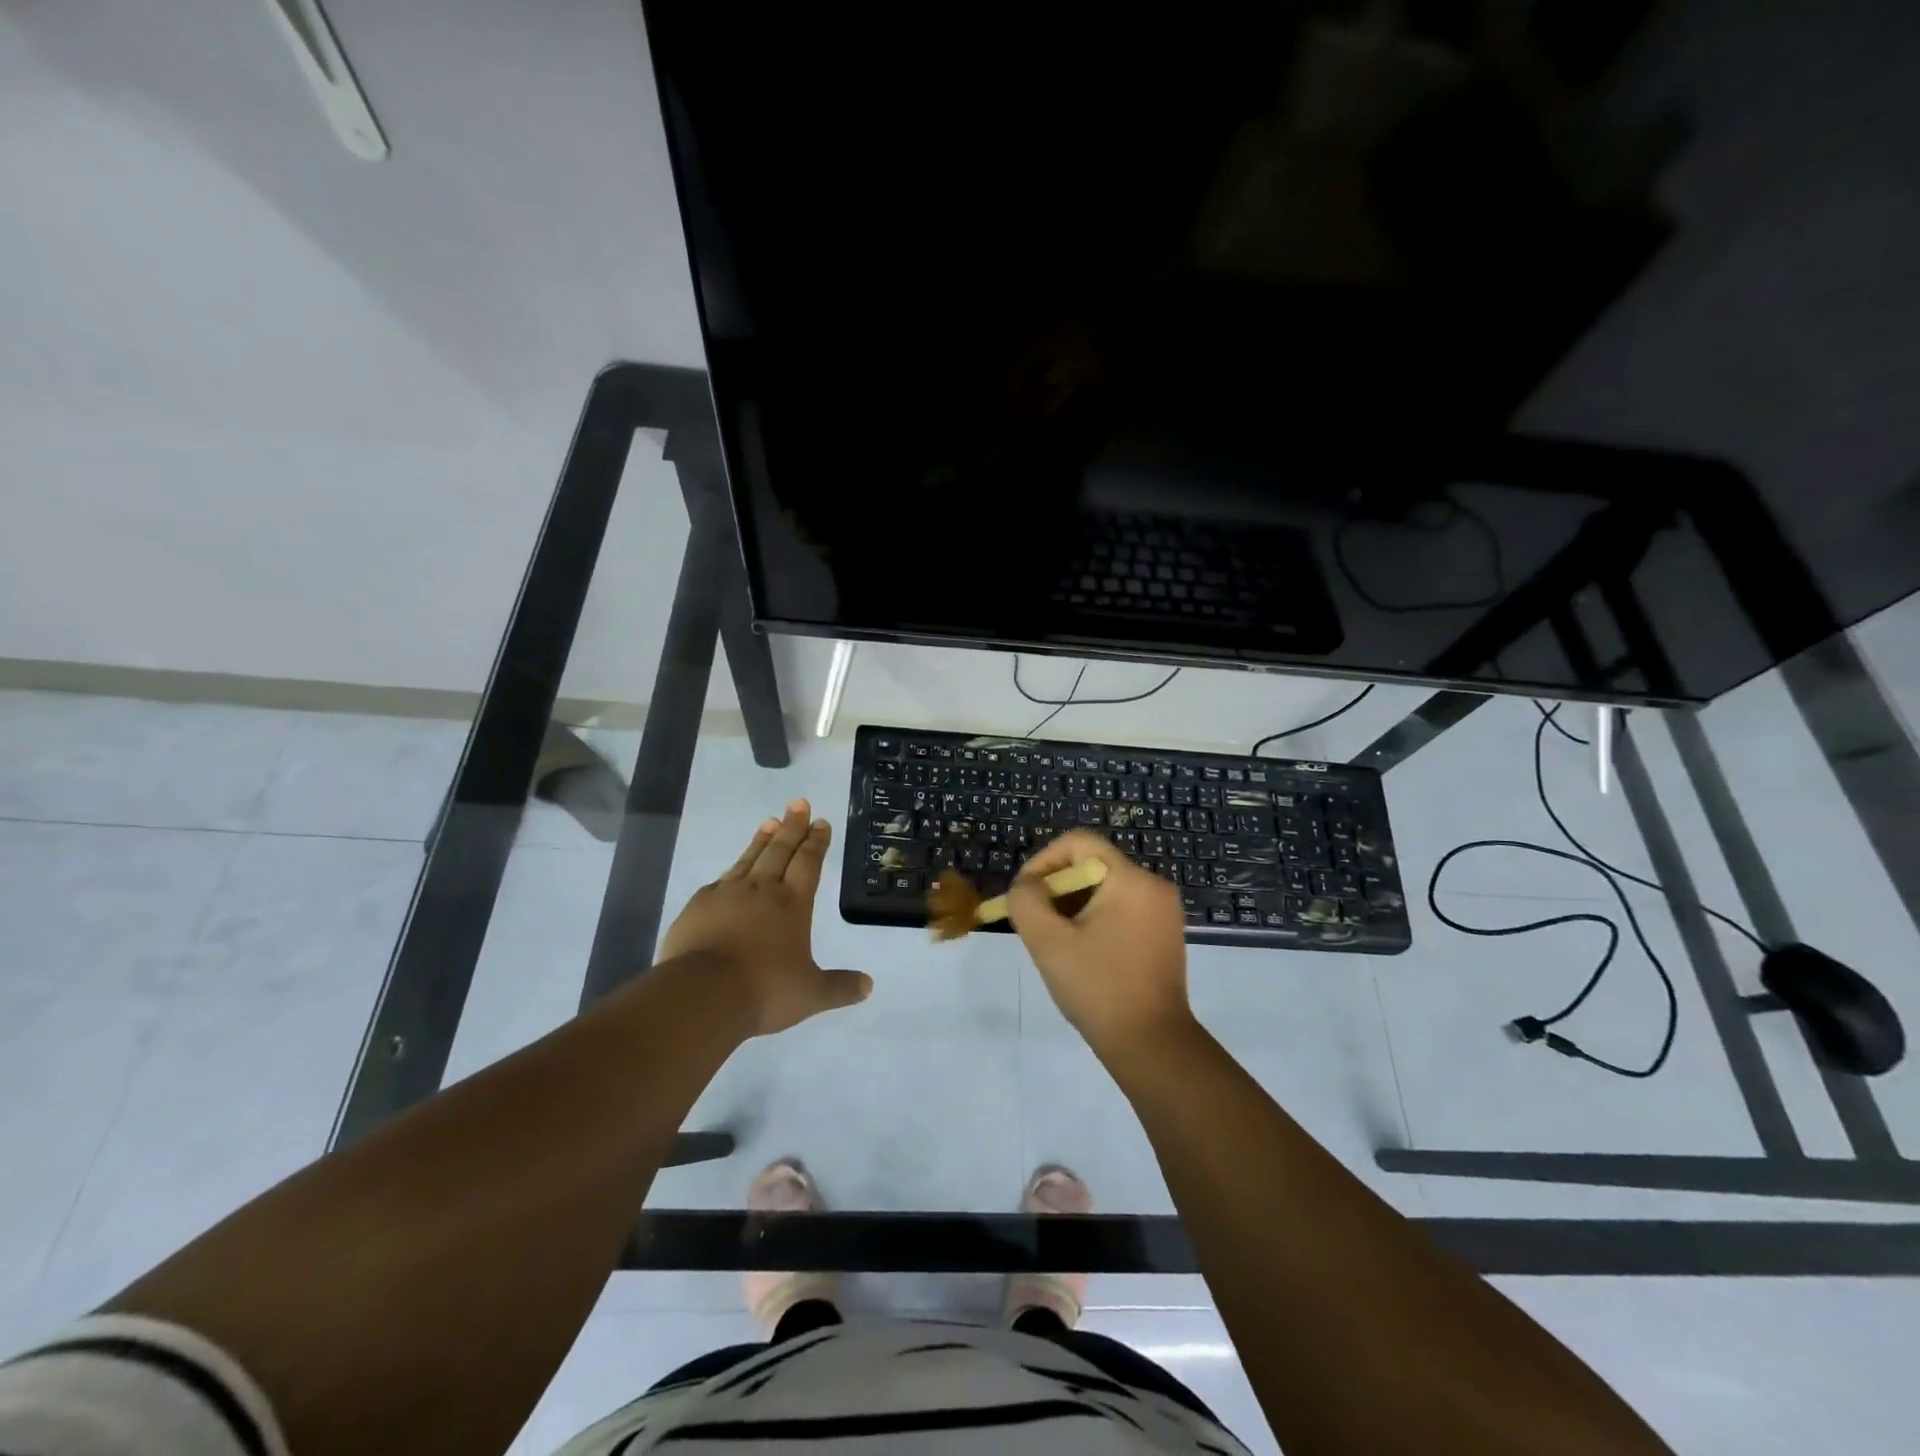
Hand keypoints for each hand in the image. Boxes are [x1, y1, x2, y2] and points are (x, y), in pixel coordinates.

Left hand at [658, 800, 872, 1036]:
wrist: (701, 995)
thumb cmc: (764, 990)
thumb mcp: (810, 994)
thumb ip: (840, 988)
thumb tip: (868, 986)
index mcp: (792, 903)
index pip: (808, 862)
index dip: (816, 841)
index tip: (820, 822)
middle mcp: (761, 890)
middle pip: (780, 850)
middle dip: (792, 826)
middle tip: (798, 803)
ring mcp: (726, 894)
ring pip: (749, 858)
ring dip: (762, 839)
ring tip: (770, 821)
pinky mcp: (698, 907)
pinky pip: (720, 881)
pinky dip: (732, 870)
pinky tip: (732, 871)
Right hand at [1006, 830, 1195, 1060]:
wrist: (1152, 1045)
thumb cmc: (1098, 988)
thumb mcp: (1048, 942)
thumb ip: (1026, 901)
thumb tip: (1026, 886)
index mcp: (1131, 880)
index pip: (1079, 843)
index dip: (1043, 861)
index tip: (1024, 894)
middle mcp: (1153, 886)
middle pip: (1092, 866)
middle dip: (1057, 889)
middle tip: (1035, 923)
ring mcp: (1164, 912)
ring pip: (1105, 890)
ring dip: (1073, 907)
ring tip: (1055, 942)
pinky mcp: (1164, 935)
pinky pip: (1121, 910)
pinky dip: (1095, 921)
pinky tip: (1081, 954)